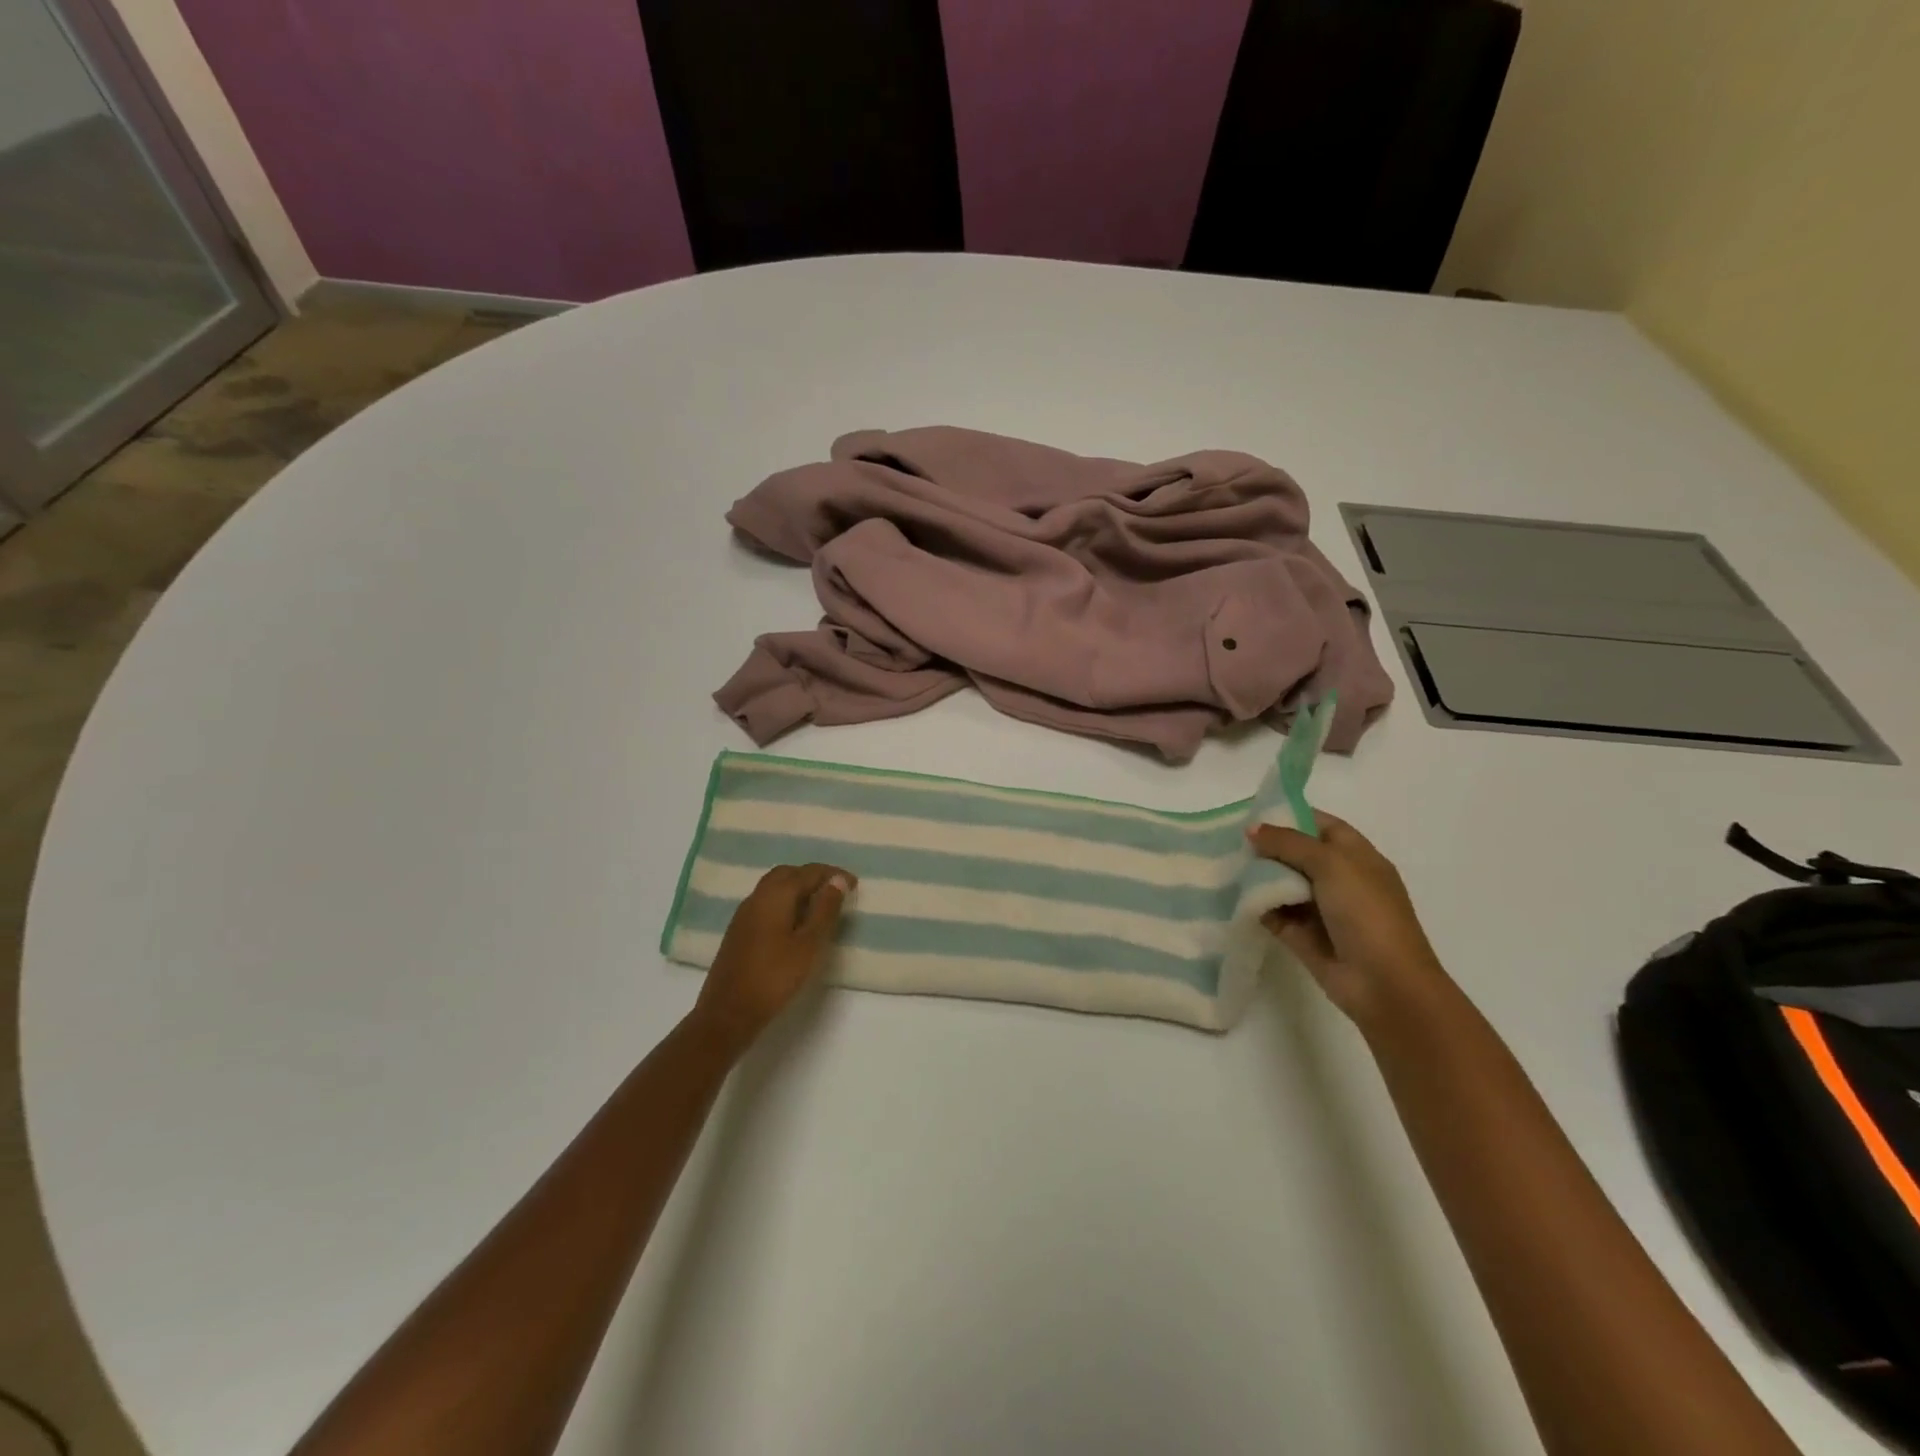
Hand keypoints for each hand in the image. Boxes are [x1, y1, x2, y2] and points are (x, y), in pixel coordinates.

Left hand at [694, 863, 854, 1048]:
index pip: (808, 872)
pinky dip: (785, 902)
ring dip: (798, 889)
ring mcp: (744, 914)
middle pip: (787, 874)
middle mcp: (757, 897)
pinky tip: (795, 923)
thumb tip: (837, 880)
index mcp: (775, 895)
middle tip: (836, 891)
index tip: (854, 884)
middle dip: (813, 877)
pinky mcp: (739, 931)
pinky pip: (766, 903)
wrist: (728, 1013)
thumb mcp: (809, 944)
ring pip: (774, 887)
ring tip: (820, 906)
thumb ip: (825, 910)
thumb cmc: (775, 978)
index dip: (832, 874)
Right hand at [1247, 815, 1445, 1024]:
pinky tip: (1230, 895)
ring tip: (1222, 864)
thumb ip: (1289, 842)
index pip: (1320, 825)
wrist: (1385, 984)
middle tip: (1228, 839)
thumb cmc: (1366, 913)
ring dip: (1257, 875)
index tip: (1252, 812)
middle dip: (1266, 846)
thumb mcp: (1331, 865)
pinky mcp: (1302, 936)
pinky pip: (1274, 913)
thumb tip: (1252, 829)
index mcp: (1357, 857)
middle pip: (1296, 854)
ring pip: (1282, 883)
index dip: (1290, 815)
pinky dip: (1255, 905)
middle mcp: (1339, 879)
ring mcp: (1321, 909)